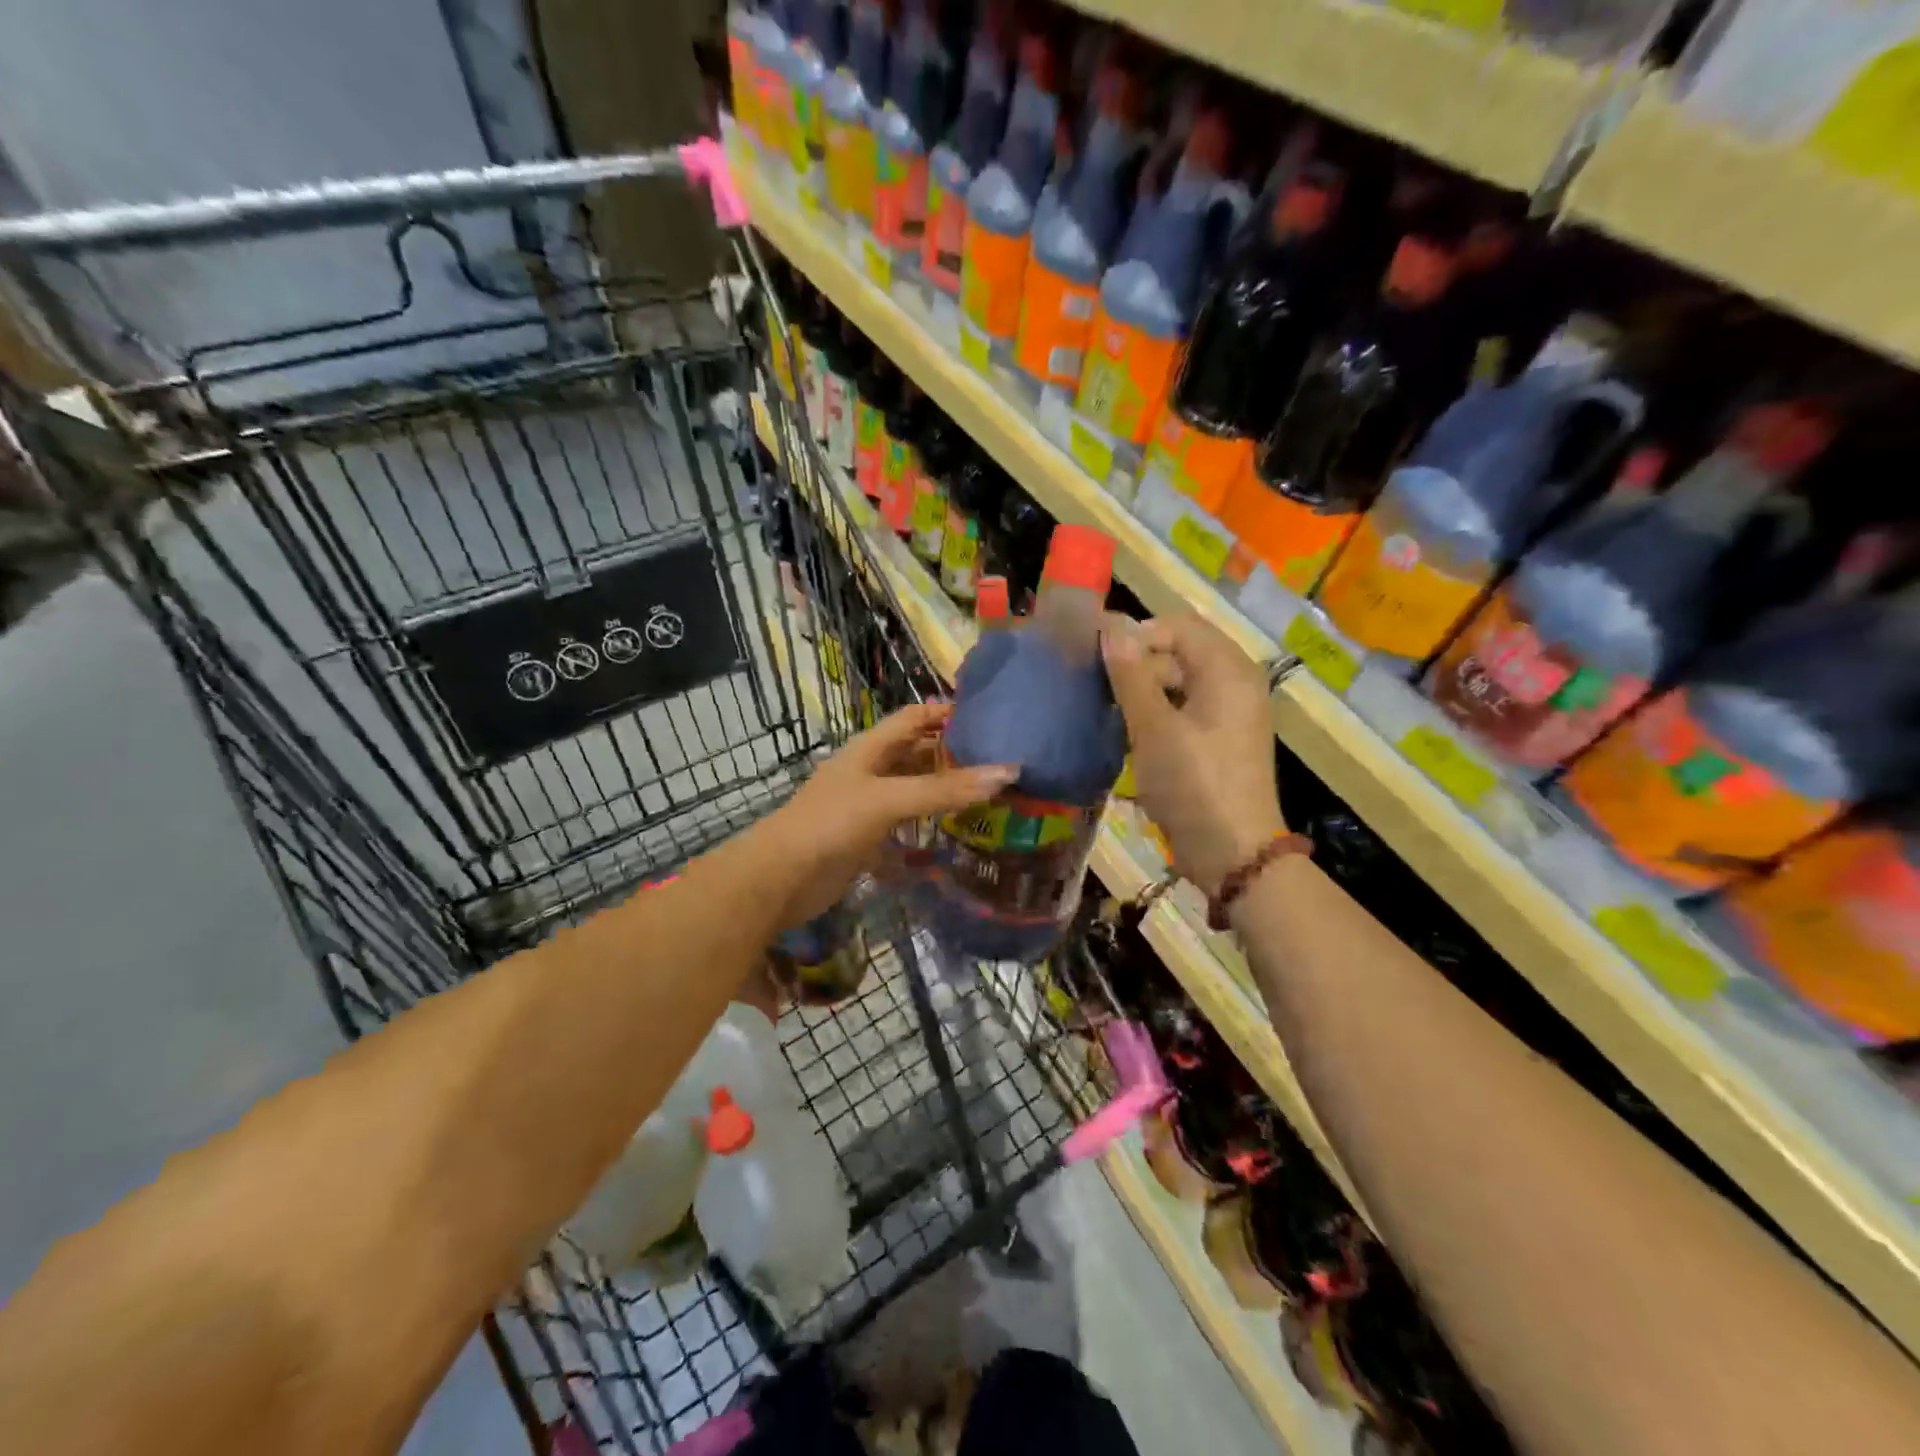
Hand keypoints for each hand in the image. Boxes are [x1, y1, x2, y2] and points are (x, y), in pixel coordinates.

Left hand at [771, 702, 1015, 925]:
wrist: (781, 879)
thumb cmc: (831, 824)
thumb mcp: (889, 799)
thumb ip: (944, 789)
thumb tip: (1006, 773)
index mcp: (870, 748)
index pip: (914, 717)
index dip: (946, 713)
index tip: (990, 719)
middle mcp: (870, 770)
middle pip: (917, 752)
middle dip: (953, 755)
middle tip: (1000, 762)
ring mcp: (867, 804)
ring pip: (913, 788)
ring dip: (944, 790)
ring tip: (990, 794)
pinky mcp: (867, 837)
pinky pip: (906, 822)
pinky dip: (930, 823)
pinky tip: (958, 830)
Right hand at [1100, 613, 1284, 897]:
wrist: (1232, 853)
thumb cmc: (1193, 784)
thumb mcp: (1154, 728)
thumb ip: (1131, 676)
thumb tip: (1111, 630)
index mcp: (1228, 670)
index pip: (1178, 626)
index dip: (1136, 634)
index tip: (1098, 660)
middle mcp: (1234, 683)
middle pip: (1179, 652)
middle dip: (1137, 665)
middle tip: (1098, 690)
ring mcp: (1229, 714)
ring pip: (1178, 683)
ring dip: (1142, 693)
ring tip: (1108, 714)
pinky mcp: (1219, 741)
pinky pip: (1184, 710)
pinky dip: (1156, 715)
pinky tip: (1128, 735)